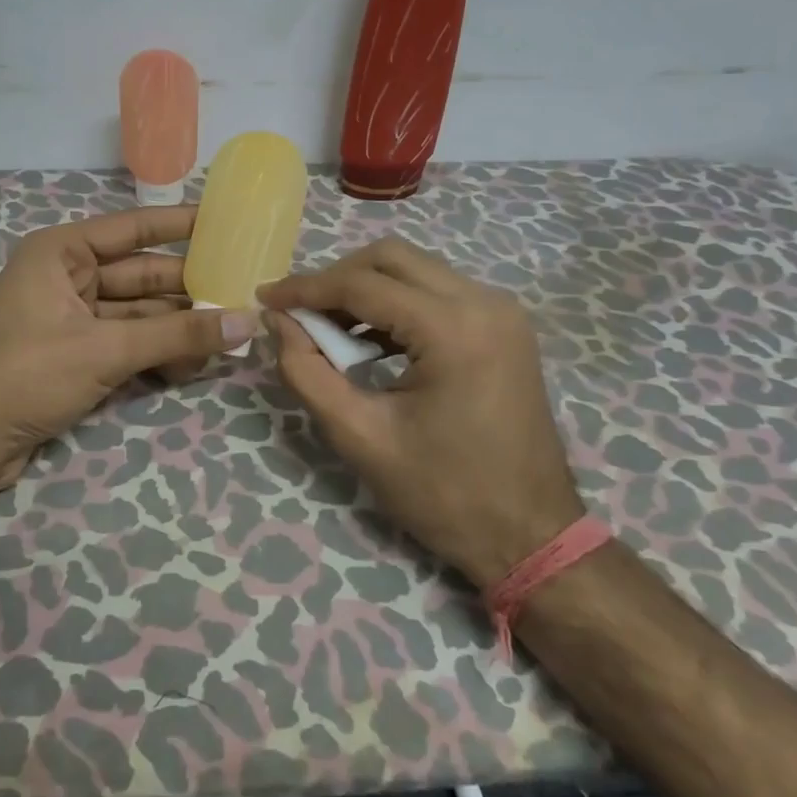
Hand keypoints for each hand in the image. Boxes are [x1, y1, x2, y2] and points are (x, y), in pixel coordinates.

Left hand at [0, 205, 258, 495]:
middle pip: (140, 276)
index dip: (179, 224)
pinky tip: (192, 365)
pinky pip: (125, 343)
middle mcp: (66, 277)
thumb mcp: (105, 350)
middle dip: (188, 289)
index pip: (132, 229)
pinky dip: (155, 353)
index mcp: (61, 253)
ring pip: (137, 314)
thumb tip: (247, 321)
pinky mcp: (74, 355)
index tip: (225, 220)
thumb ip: (177, 336)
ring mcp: (70, 318)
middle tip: (243, 291)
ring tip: (229, 335)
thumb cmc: (25, 375)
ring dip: (177, 328)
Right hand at [259, 238, 581, 586]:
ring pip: (415, 270)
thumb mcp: (359, 436)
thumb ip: (306, 371)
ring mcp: (500, 312)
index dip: (306, 289)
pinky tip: (369, 340)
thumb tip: (276, 321)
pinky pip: (437, 293)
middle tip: (298, 312)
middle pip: (391, 258)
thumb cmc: (443, 494)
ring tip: (326, 329)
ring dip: (365, 289)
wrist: (531, 537)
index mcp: (453, 329)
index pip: (362, 285)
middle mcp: (484, 303)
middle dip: (336, 279)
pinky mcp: (504, 327)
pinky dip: (396, 305)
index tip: (265, 299)